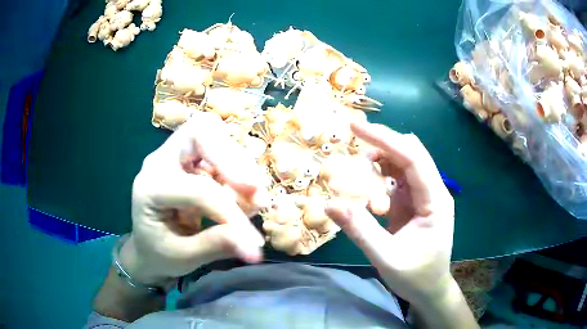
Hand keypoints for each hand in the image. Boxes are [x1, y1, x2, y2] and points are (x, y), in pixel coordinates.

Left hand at [121, 112, 267, 285]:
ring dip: (242, 167)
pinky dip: (239, 173)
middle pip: (200, 132)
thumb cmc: (158, 254)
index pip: (198, 189)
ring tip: (256, 201)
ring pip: (215, 137)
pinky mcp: (191, 161)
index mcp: (151, 188)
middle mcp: (161, 161)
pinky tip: (246, 199)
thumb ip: (215, 246)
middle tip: (255, 191)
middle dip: (233, 160)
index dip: (230, 212)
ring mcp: (176, 157)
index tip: (253, 242)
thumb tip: (254, 246)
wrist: (147, 247)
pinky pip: (220, 152)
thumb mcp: (183, 258)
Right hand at [326, 122, 455, 305]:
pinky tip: (367, 188)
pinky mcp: (414, 202)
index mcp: (435, 201)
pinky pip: (397, 179)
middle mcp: (433, 191)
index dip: (385, 139)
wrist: (430, 289)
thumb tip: (330, 204)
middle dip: (382, 143)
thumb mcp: (386, 258)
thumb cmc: (415, 277)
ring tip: (357, 170)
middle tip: (353, 142)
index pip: (413, 158)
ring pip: (403, 162)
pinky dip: (380, 176)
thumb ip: (360, 231)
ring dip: (380, 160)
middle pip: (411, 153)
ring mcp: (424, 196)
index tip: (355, 128)